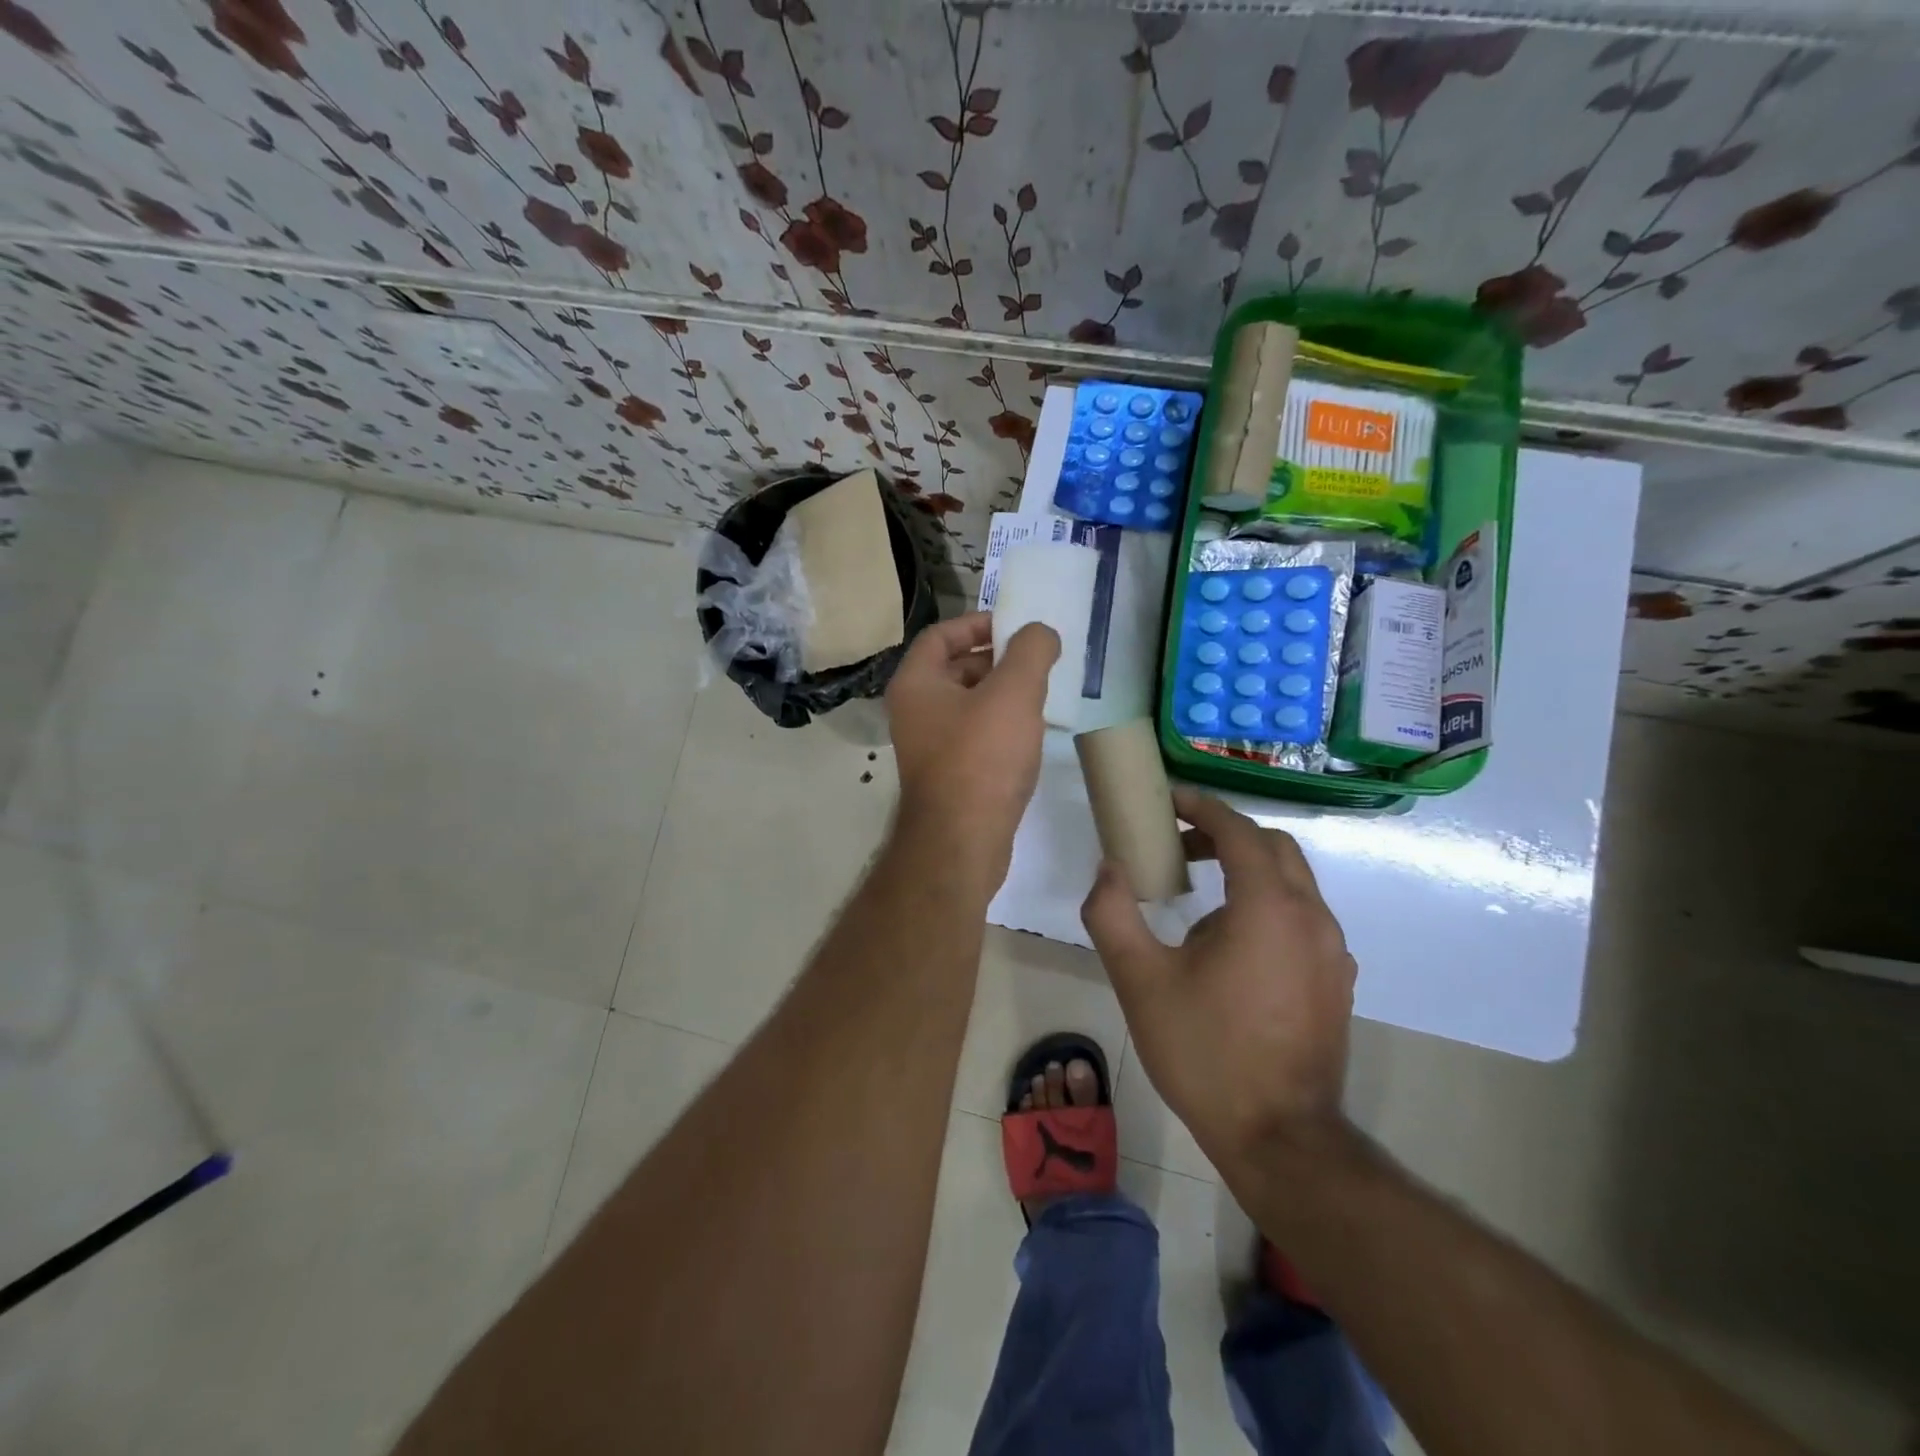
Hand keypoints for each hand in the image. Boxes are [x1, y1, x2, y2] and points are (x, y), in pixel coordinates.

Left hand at [886, 612, 1059, 890]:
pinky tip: (1029, 734)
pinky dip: (999, 726)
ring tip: (1041, 695)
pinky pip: (973, 736)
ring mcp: (928, 745)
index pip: (941, 635)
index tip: (1017, 628)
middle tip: (1037, 663)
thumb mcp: (1013, 693)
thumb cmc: (981, 758)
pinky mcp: (947, 774)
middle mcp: (913, 710)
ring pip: (967, 704)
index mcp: (916, 683)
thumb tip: (1040, 632)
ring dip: (1001, 694)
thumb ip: (1030, 651)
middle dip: (996, 660)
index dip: (978, 623)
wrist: (961, 842)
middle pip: (954, 668)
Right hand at [1081, 789, 1355, 1167]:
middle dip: (1225, 835)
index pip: (1239, 830)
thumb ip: (1113, 913)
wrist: (1279, 1138)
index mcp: (1268, 907)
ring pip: (1293, 883)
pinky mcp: (1337, 981)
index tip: (1168, 801)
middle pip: (1273, 847)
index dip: (1202, 807)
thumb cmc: (1205, 1052)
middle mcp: (1311, 917)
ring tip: (1199, 899)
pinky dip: (1268, 904)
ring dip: (1247, 871)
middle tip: (1179, 845)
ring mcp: (1333, 951)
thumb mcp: (1139, 981)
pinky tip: (1233, 946)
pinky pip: (1303, 918)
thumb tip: (1109, 868)